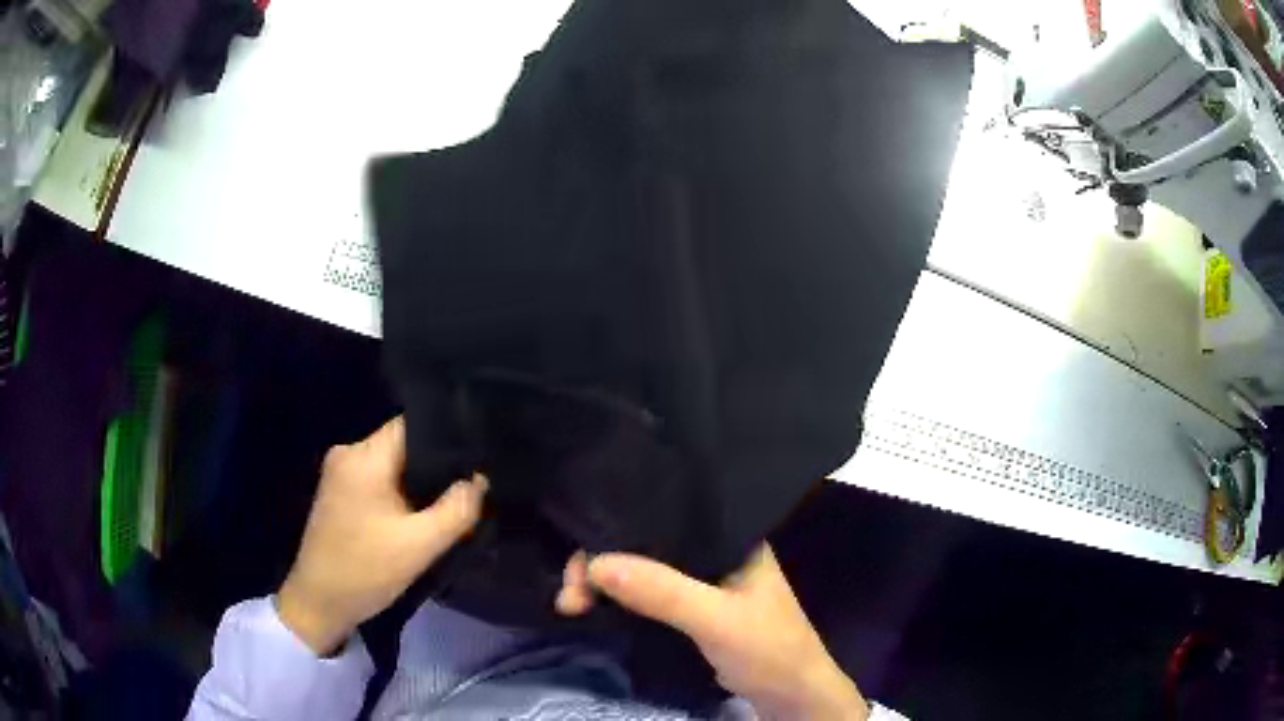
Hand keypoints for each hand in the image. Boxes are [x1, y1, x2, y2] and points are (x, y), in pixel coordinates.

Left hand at [277, 417, 486, 654]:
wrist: (319, 602)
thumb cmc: (366, 570)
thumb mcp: (420, 545)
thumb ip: (457, 510)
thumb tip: (478, 479)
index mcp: (364, 456)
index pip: (412, 425)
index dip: (445, 436)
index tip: (474, 456)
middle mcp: (348, 453)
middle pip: (401, 443)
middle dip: (434, 463)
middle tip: (467, 485)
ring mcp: (338, 471)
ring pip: (390, 462)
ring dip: (416, 480)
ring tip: (446, 500)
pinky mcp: (337, 491)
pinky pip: (376, 477)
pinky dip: (398, 490)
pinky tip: (415, 514)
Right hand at [556, 545, 868, 720]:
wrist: (792, 696)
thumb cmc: (768, 650)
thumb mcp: (717, 620)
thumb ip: (663, 591)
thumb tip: (594, 563)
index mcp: (729, 535)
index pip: (664, 515)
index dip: (616, 531)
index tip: (579, 561)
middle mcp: (714, 550)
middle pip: (646, 543)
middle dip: (602, 563)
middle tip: (568, 594)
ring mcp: (703, 580)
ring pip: (644, 569)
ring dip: (607, 583)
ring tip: (571, 603)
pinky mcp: (694, 607)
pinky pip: (649, 593)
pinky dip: (621, 599)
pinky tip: (595, 606)